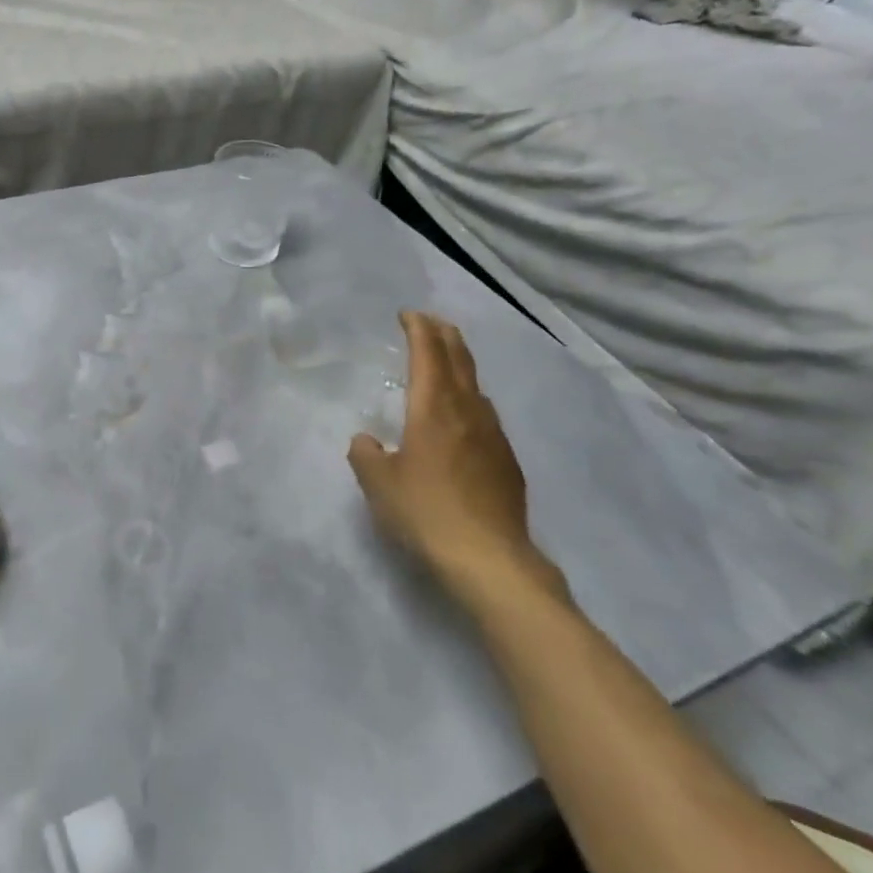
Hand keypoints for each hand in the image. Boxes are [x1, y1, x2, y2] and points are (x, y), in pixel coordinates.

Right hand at [349, 312, 559, 603]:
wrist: (489, 557)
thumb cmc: (426, 512)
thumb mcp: (379, 484)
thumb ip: (366, 455)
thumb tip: (367, 441)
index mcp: (432, 408)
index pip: (428, 354)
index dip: (418, 328)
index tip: (408, 314)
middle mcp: (467, 411)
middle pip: (459, 359)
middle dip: (444, 334)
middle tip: (430, 322)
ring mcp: (493, 434)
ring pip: (476, 385)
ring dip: (460, 365)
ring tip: (446, 364)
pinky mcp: (506, 459)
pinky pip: (486, 414)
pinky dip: (470, 399)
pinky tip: (464, 418)